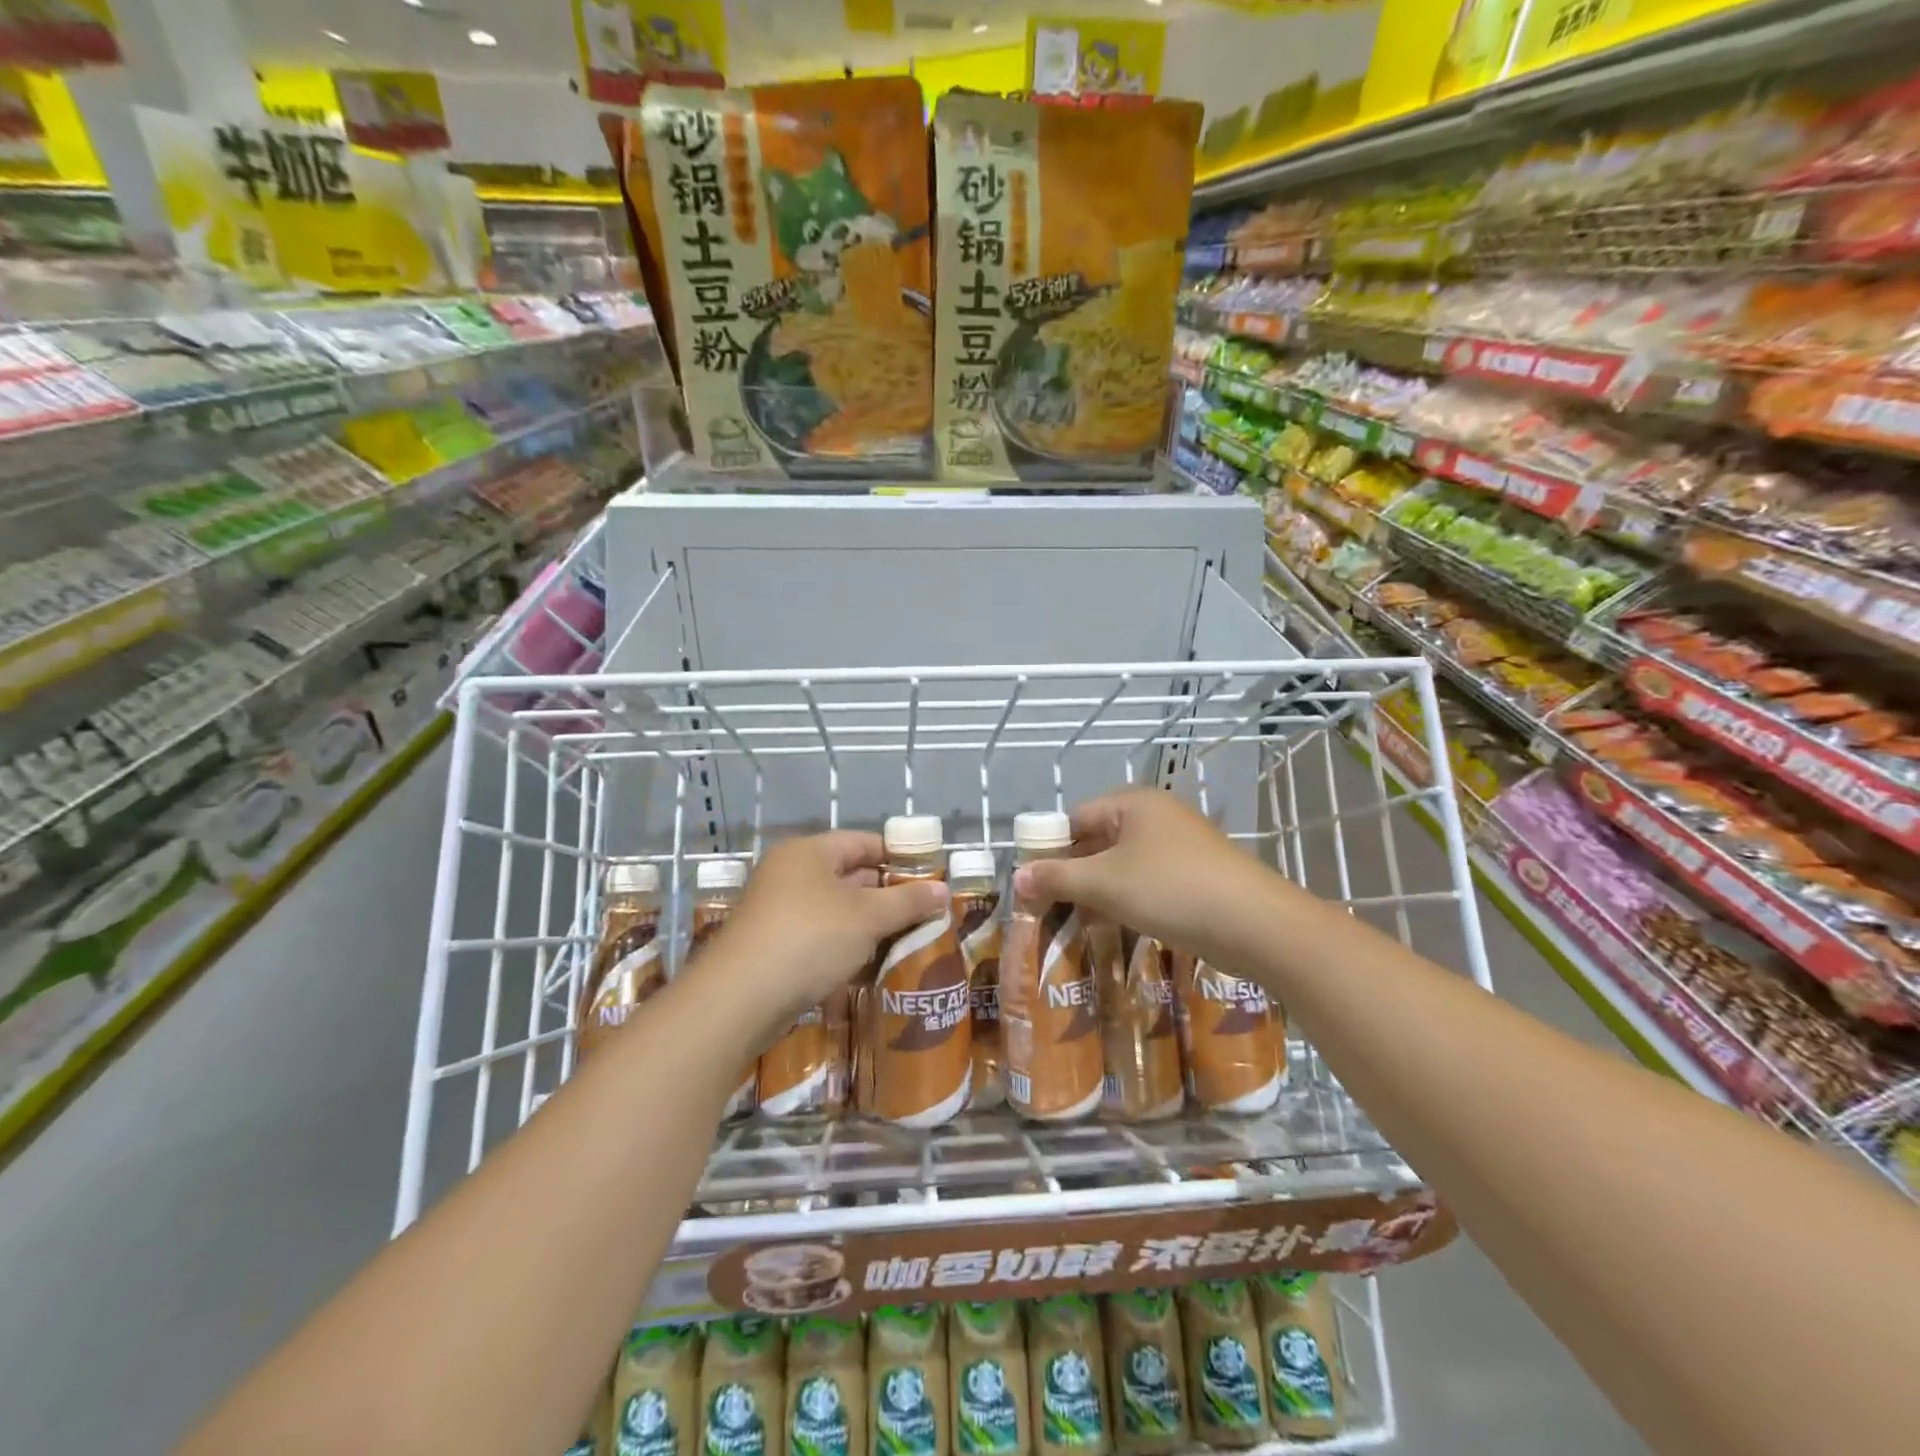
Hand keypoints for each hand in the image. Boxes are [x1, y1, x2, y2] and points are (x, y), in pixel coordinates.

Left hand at [695, 832, 946, 1040]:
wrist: (739, 1000)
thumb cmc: (810, 938)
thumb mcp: (867, 917)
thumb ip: (907, 902)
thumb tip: (943, 890)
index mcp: (809, 852)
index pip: (863, 842)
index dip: (898, 856)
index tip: (930, 877)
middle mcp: (789, 874)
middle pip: (849, 875)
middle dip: (887, 895)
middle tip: (925, 913)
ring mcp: (777, 912)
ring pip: (835, 911)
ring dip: (869, 925)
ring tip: (908, 941)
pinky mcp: (772, 948)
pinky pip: (819, 938)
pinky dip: (846, 947)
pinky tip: (872, 965)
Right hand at [1012, 789, 1287, 963]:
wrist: (1255, 924)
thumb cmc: (1170, 890)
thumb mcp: (1104, 884)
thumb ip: (1056, 878)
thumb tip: (1016, 878)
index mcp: (1132, 803)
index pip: (1074, 819)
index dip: (1048, 850)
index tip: (1031, 886)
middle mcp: (1155, 816)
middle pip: (1097, 840)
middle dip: (1072, 875)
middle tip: (1049, 910)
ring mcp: (1179, 845)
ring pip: (1122, 864)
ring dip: (1098, 892)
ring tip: (1077, 924)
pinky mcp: (1196, 874)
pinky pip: (1147, 880)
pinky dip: (1128, 900)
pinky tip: (1117, 927)